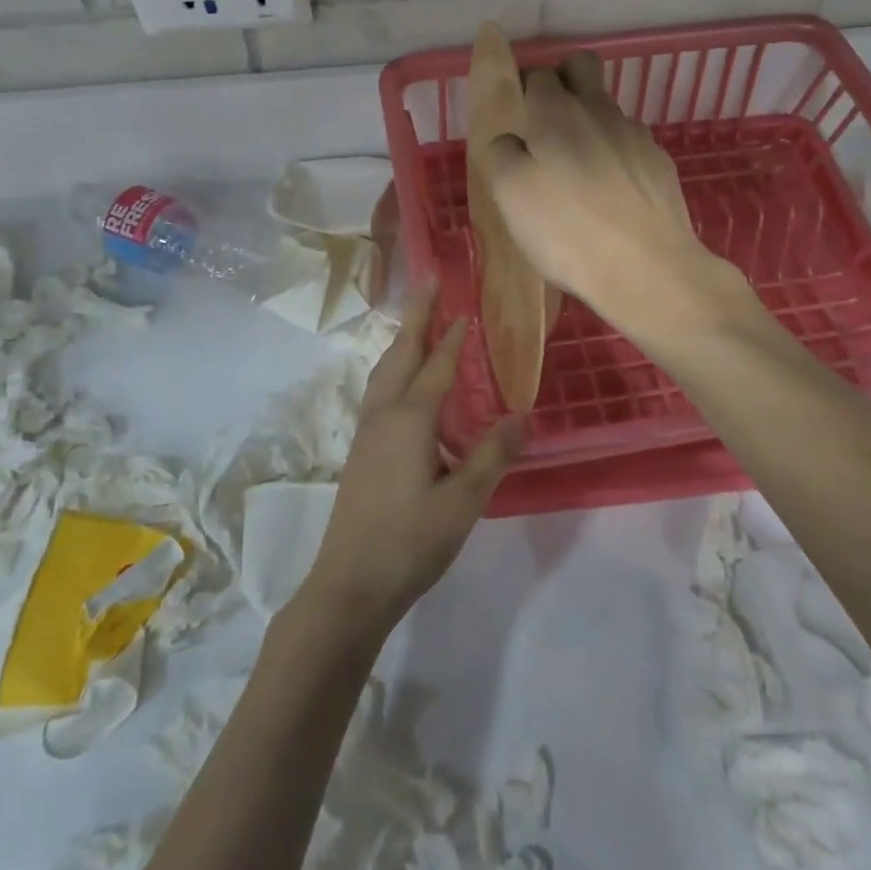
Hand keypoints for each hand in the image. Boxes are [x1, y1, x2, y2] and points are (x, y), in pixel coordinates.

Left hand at [300, 281, 520, 633]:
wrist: (349, 584)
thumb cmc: (410, 541)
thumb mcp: (463, 502)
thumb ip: (492, 456)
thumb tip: (521, 415)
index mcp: (409, 420)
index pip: (437, 366)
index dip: (453, 336)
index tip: (465, 306)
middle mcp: (383, 415)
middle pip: (400, 354)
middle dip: (416, 318)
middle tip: (428, 285)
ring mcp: (366, 433)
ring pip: (383, 372)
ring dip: (402, 342)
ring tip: (416, 326)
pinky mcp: (361, 451)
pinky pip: (379, 392)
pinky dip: (393, 370)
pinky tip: (403, 388)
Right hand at [486, 60, 730, 335]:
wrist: (648, 268)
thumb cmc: (567, 231)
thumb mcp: (510, 195)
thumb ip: (501, 154)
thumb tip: (509, 140)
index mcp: (556, 113)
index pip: (537, 75)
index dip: (524, 90)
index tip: (517, 119)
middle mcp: (598, 111)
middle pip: (582, 65)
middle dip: (564, 79)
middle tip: (547, 123)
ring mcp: (636, 135)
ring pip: (607, 108)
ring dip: (590, 124)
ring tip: (579, 172)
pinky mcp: (660, 163)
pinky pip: (630, 144)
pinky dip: (616, 156)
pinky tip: (611, 192)